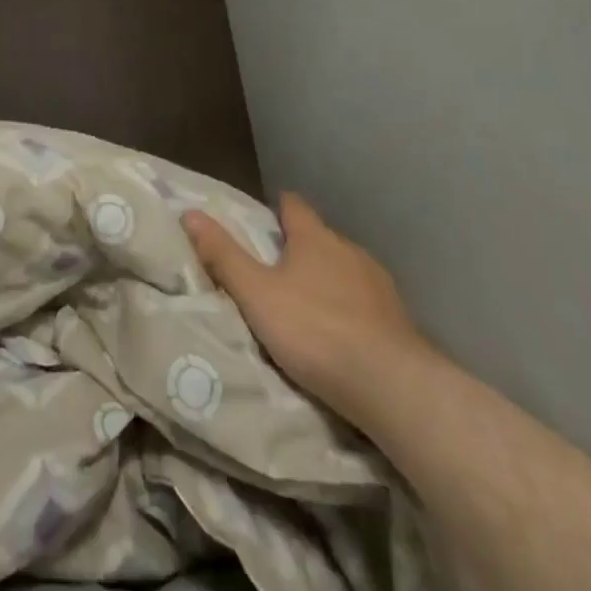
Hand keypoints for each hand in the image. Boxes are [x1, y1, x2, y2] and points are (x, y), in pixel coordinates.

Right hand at [183, 192, 434, 423]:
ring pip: (346, 270)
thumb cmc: (315, 331)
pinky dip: (353, 310)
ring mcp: (379, 283)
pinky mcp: (400, 319)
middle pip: (320, 238)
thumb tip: (191, 213)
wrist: (392, 385)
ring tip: (310, 308)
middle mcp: (348, 249)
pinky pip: (367, 303)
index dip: (278, 209)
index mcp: (313, 237)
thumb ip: (224, 255)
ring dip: (329, 281)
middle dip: (301, 250)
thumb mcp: (256, 295)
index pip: (293, 205)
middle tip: (277, 274)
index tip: (265, 221)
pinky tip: (345, 335)